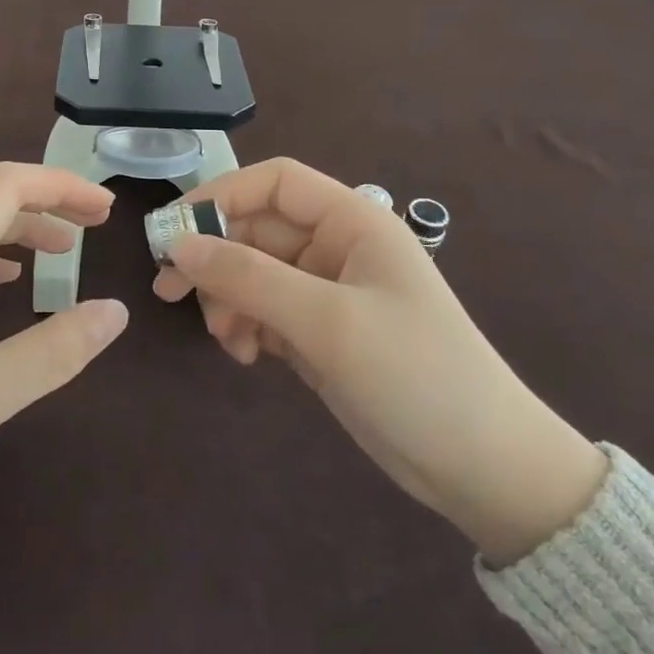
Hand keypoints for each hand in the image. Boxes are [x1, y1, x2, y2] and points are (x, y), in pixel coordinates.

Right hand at [154, 158, 606, 563]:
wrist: (485, 470)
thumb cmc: (415, 375)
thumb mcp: (327, 321)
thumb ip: (248, 277)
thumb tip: (178, 246)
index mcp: (353, 221)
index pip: (274, 182)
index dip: (220, 195)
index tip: (172, 230)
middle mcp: (337, 247)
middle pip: (256, 229)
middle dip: (215, 258)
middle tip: (168, 290)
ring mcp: (327, 291)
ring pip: (253, 272)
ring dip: (229, 299)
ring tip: (227, 339)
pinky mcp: (320, 332)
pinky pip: (265, 311)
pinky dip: (246, 327)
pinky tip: (247, 356)